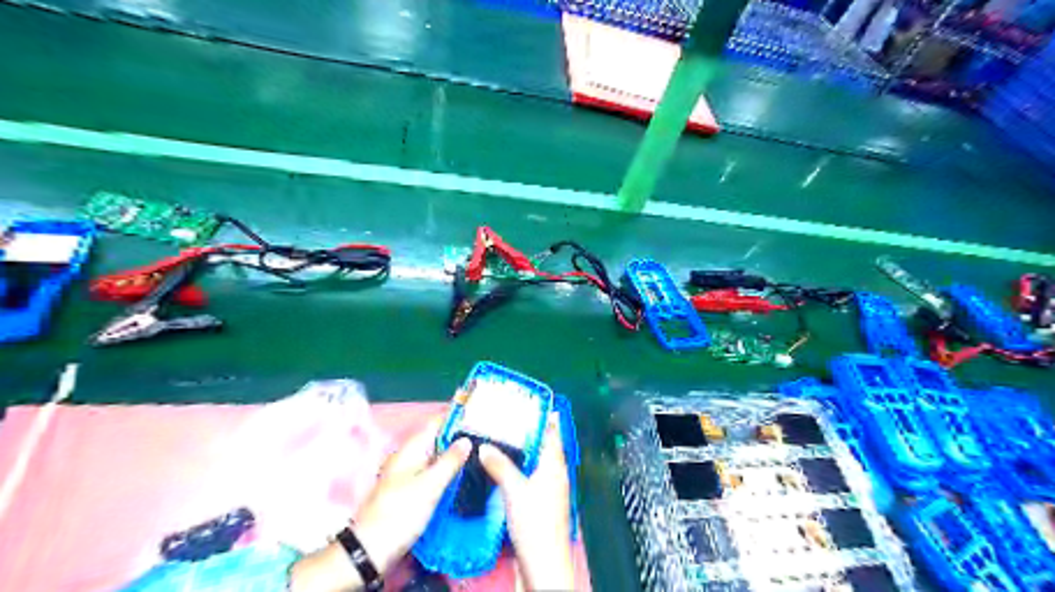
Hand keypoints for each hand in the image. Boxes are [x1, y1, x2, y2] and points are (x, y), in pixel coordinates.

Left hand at [353, 418, 469, 569]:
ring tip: (481, 455)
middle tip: (486, 437)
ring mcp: (408, 474)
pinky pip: (432, 472)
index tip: (479, 415)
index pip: (436, 423)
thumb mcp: (429, 485)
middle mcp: (409, 457)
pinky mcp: (410, 491)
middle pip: (437, 439)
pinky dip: (447, 470)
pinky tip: (462, 477)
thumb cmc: (400, 513)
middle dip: (459, 436)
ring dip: (454, 454)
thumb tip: (467, 439)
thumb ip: (449, 461)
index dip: (456, 416)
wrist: (370, 550)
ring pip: (435, 456)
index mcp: (411, 449)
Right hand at [481, 413, 574, 589]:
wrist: (543, 563)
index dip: (543, 415)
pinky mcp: (541, 502)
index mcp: (555, 464)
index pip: (552, 431)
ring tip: (502, 438)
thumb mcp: (515, 490)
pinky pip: (531, 475)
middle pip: (544, 444)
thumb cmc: (535, 522)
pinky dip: (520, 467)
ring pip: (537, 461)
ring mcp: (549, 488)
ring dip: (523, 450)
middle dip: (529, 431)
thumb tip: (484, 446)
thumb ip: (500, 465)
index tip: (528, 402)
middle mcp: (555, 472)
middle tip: (508, 418)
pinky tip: (504, 468)